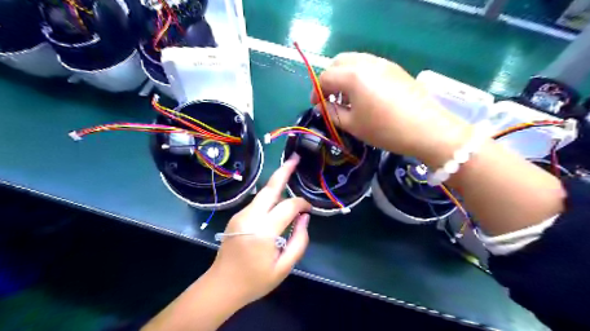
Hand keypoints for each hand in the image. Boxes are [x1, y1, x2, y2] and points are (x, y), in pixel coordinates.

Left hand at [208, 154, 310, 305]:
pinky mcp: (236, 216)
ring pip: (263, 193)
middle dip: (283, 171)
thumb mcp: (284, 267)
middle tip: (295, 158)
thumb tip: (304, 217)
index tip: (309, 209)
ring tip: (289, 172)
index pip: (288, 207)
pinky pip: (257, 202)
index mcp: (263, 232)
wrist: (221, 286)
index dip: (301, 204)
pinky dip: (270, 197)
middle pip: (270, 188)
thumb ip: (299, 241)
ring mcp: (240, 215)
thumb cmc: (255, 281)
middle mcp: (250, 217)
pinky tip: (277, 202)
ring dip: (277, 184)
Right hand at [311, 52, 473, 162]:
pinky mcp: (394, 68)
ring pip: (354, 61)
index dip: (317, 91)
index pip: (325, 77)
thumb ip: (332, 112)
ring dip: (344, 76)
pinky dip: (359, 76)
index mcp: (353, 75)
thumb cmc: (384, 129)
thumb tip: (323, 106)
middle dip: (329, 79)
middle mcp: (366, 62)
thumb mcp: (352, 125)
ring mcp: (382, 63)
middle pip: (338, 62)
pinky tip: (364, 94)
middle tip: (330, 98)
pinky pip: (369, 66)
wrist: (426, 129)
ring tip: (346, 97)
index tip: (317, 106)